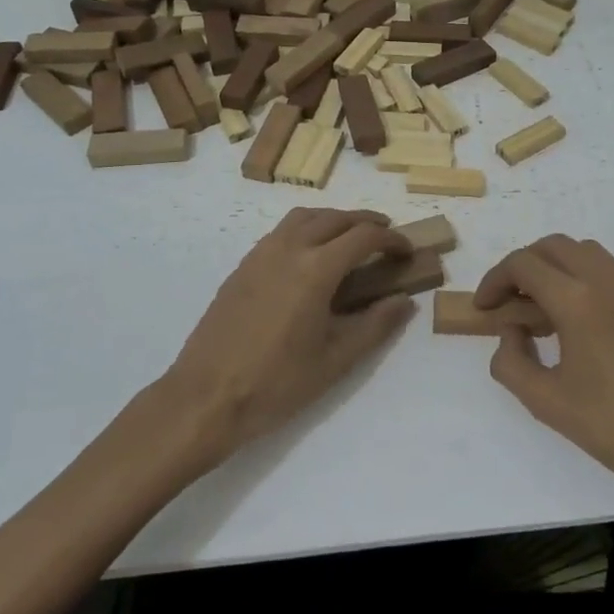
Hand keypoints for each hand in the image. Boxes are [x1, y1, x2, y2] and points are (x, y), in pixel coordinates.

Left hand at [159, 208, 415, 468]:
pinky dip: (305, 230)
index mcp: (316, 269)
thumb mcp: (336, 360)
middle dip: (365, 222)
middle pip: (334, 217)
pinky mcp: (241, 267)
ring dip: (332, 219)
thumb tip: (404, 301)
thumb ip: (376, 325)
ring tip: (349, 240)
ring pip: (303, 217)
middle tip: (385, 237)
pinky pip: (280, 232)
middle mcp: (288, 249)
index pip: (363, 236)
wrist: (206, 397)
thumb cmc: (277, 383)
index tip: (407, 251)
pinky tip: (309, 259)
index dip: (391, 239)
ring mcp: (259, 255)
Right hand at [476, 236, 613, 530]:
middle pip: (553, 247)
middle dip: (522, 267)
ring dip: (553, 268)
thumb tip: (511, 333)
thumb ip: (511, 361)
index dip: (495, 281)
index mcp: (577, 300)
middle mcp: (606, 281)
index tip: (483, 308)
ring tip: (538, 309)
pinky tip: (574, 320)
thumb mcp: (545, 401)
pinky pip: (606, 270)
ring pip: (583, 252)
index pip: (524, 265)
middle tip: (506, 302)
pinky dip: (580, 278)